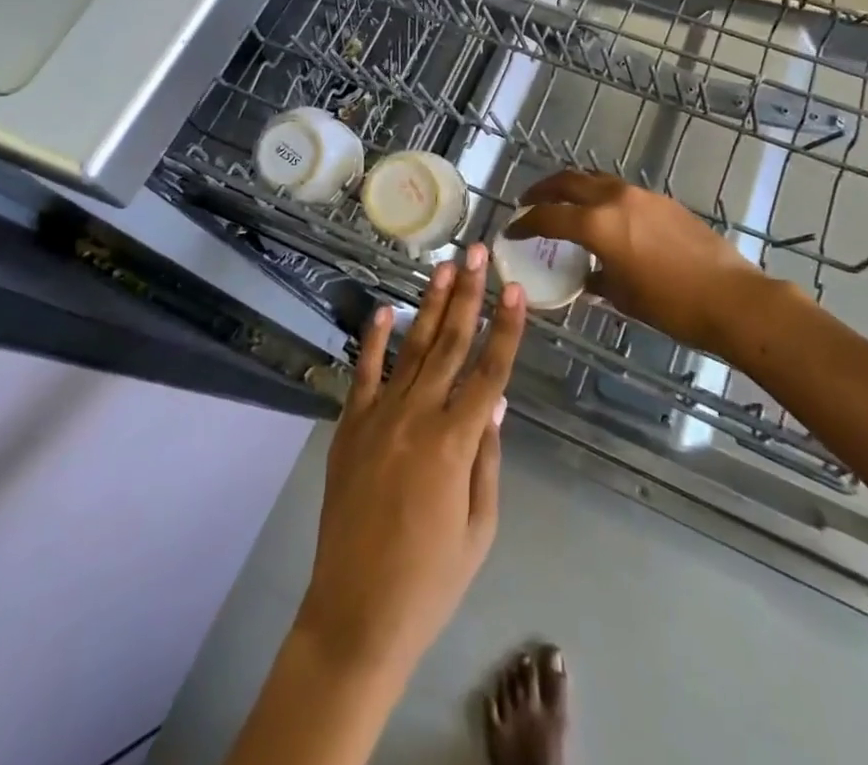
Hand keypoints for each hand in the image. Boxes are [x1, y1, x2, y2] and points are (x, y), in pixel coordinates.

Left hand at [292, 245, 526, 685]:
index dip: (507, 328)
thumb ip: (488, 458)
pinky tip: (385, 310)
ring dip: (429, 304)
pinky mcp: (349, 427)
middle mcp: (418, 417)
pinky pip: (364, 374)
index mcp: (455, 443)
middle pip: (450, 343)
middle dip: (468, 295)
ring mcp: (379, 417)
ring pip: (412, 348)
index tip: (517, 289)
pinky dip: (374, 340)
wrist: (355, 615)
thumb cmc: (430, 581)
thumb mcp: (478, 528)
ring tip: (443, 267)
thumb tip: (497, 401)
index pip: (490, 371)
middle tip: (477, 253)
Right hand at [507, 171, 788, 344]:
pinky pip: (620, 190)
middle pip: (568, 181)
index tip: (511, 229)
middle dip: (543, 189)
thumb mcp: (623, 297)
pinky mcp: (663, 201)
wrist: (731, 298)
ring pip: (595, 179)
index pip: (549, 217)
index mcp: (597, 224)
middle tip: (528, 202)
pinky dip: (600, 196)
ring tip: (562, 203)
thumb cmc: (671, 305)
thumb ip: (596, 280)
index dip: (525, 223)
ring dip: (573, 187)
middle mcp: (615, 199)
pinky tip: (604, 217)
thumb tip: (587, 277)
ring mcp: (641, 195)